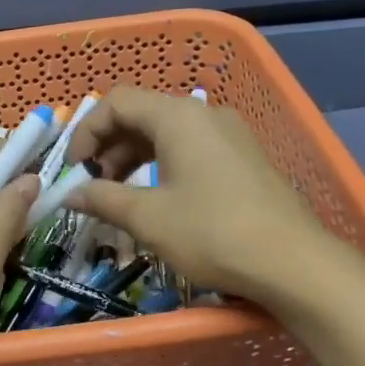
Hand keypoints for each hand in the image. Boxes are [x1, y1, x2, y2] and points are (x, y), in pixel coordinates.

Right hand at [64, 86, 348, 303]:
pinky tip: (157, 199)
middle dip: (109, 147)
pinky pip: (190, 147)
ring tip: (120, 196)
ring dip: (134, 158)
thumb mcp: (148, 217)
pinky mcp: (243, 157)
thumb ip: (103, 198)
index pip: (117, 102)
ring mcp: (228, 134)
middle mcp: (203, 114)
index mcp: (177, 116)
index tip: (75, 170)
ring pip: (166, 132)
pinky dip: (162, 164)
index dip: (87, 131)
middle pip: (141, 114)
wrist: (294, 263)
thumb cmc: (212, 233)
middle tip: (93, 186)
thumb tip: (70, 194)